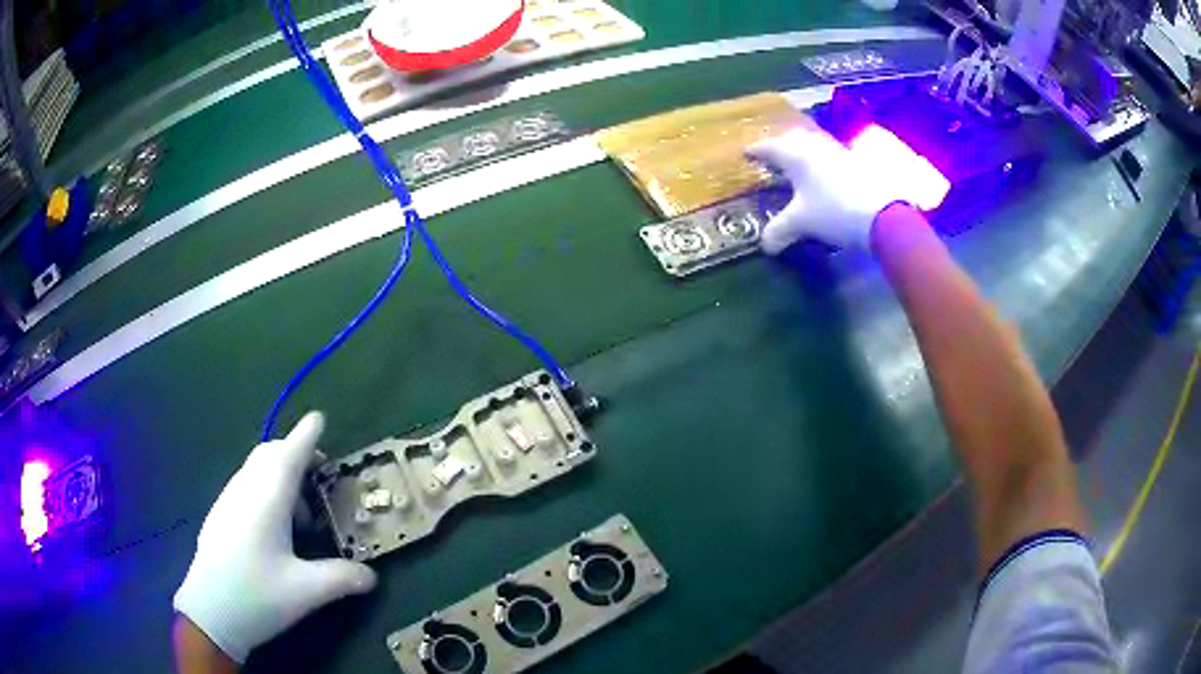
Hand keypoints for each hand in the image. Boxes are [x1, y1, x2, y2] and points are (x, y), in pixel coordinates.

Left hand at [174, 413, 376, 663]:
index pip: (289, 455)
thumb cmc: (257, 596)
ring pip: (256, 469)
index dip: (305, 435)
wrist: (209, 613)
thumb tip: (372, 576)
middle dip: (295, 454)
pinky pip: (246, 485)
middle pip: (270, 454)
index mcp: (266, 501)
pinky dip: (266, 490)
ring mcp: (228, 501)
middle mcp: (245, 491)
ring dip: (281, 476)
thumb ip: (342, 578)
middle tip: (320, 477)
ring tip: (303, 516)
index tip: (319, 417)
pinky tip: (276, 529)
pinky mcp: (220, 516)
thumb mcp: (306, 592)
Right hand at [746, 125, 910, 253]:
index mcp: (795, 154)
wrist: (883, 215)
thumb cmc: (833, 212)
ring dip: (802, 151)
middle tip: (772, 157)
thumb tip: (765, 245)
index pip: (768, 147)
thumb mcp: (801, 223)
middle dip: (780, 145)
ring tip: (796, 165)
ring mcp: (837, 151)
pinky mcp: (856, 161)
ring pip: (813, 143)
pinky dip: (820, 161)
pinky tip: (822, 176)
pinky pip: (829, 154)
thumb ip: (778, 231)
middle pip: (792, 137)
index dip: (756, 151)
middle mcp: (814, 146)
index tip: (746, 154)